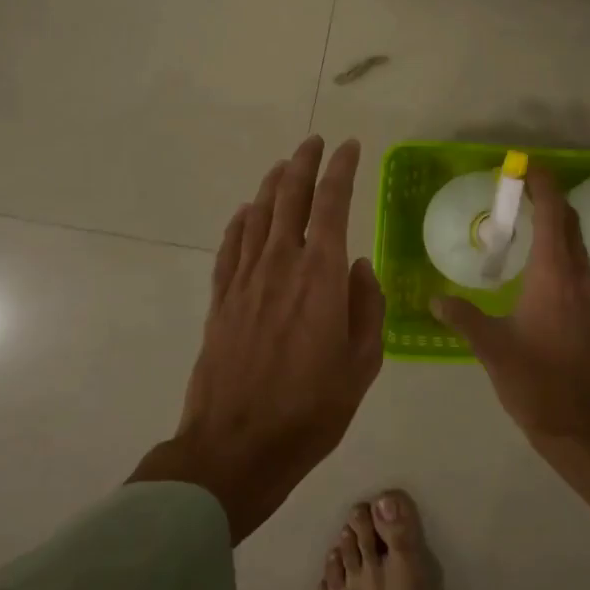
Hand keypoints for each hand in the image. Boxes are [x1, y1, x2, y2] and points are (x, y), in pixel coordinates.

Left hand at [131, 137, 385, 542]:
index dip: (341, 170)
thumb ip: (368, 308)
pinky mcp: (221, 300)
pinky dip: (240, 222)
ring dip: (272, 185)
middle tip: (314, 142)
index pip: (332, 204)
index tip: (350, 147)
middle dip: (303, 163)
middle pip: (289, 197)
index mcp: (321, 277)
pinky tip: (246, 212)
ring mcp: (245, 280)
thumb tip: (360, 267)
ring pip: (257, 215)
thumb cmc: (312, 410)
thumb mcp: (363, 364)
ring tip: (283, 166)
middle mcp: (281, 265)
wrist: (237, 447)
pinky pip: (230, 246)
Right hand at [431, 167, 589, 524]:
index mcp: (554, 275)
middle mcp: (577, 276)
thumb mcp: (492, 348)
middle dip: (550, 197)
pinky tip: (539, 260)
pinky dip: (561, 245)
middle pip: (569, 221)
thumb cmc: (536, 382)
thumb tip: (435, 299)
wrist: (581, 425)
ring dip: (557, 221)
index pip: (553, 214)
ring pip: (576, 242)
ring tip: (526, 217)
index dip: (543, 185)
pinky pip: (578, 262)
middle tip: (520, 187)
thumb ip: (463, 317)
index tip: (526, 165)